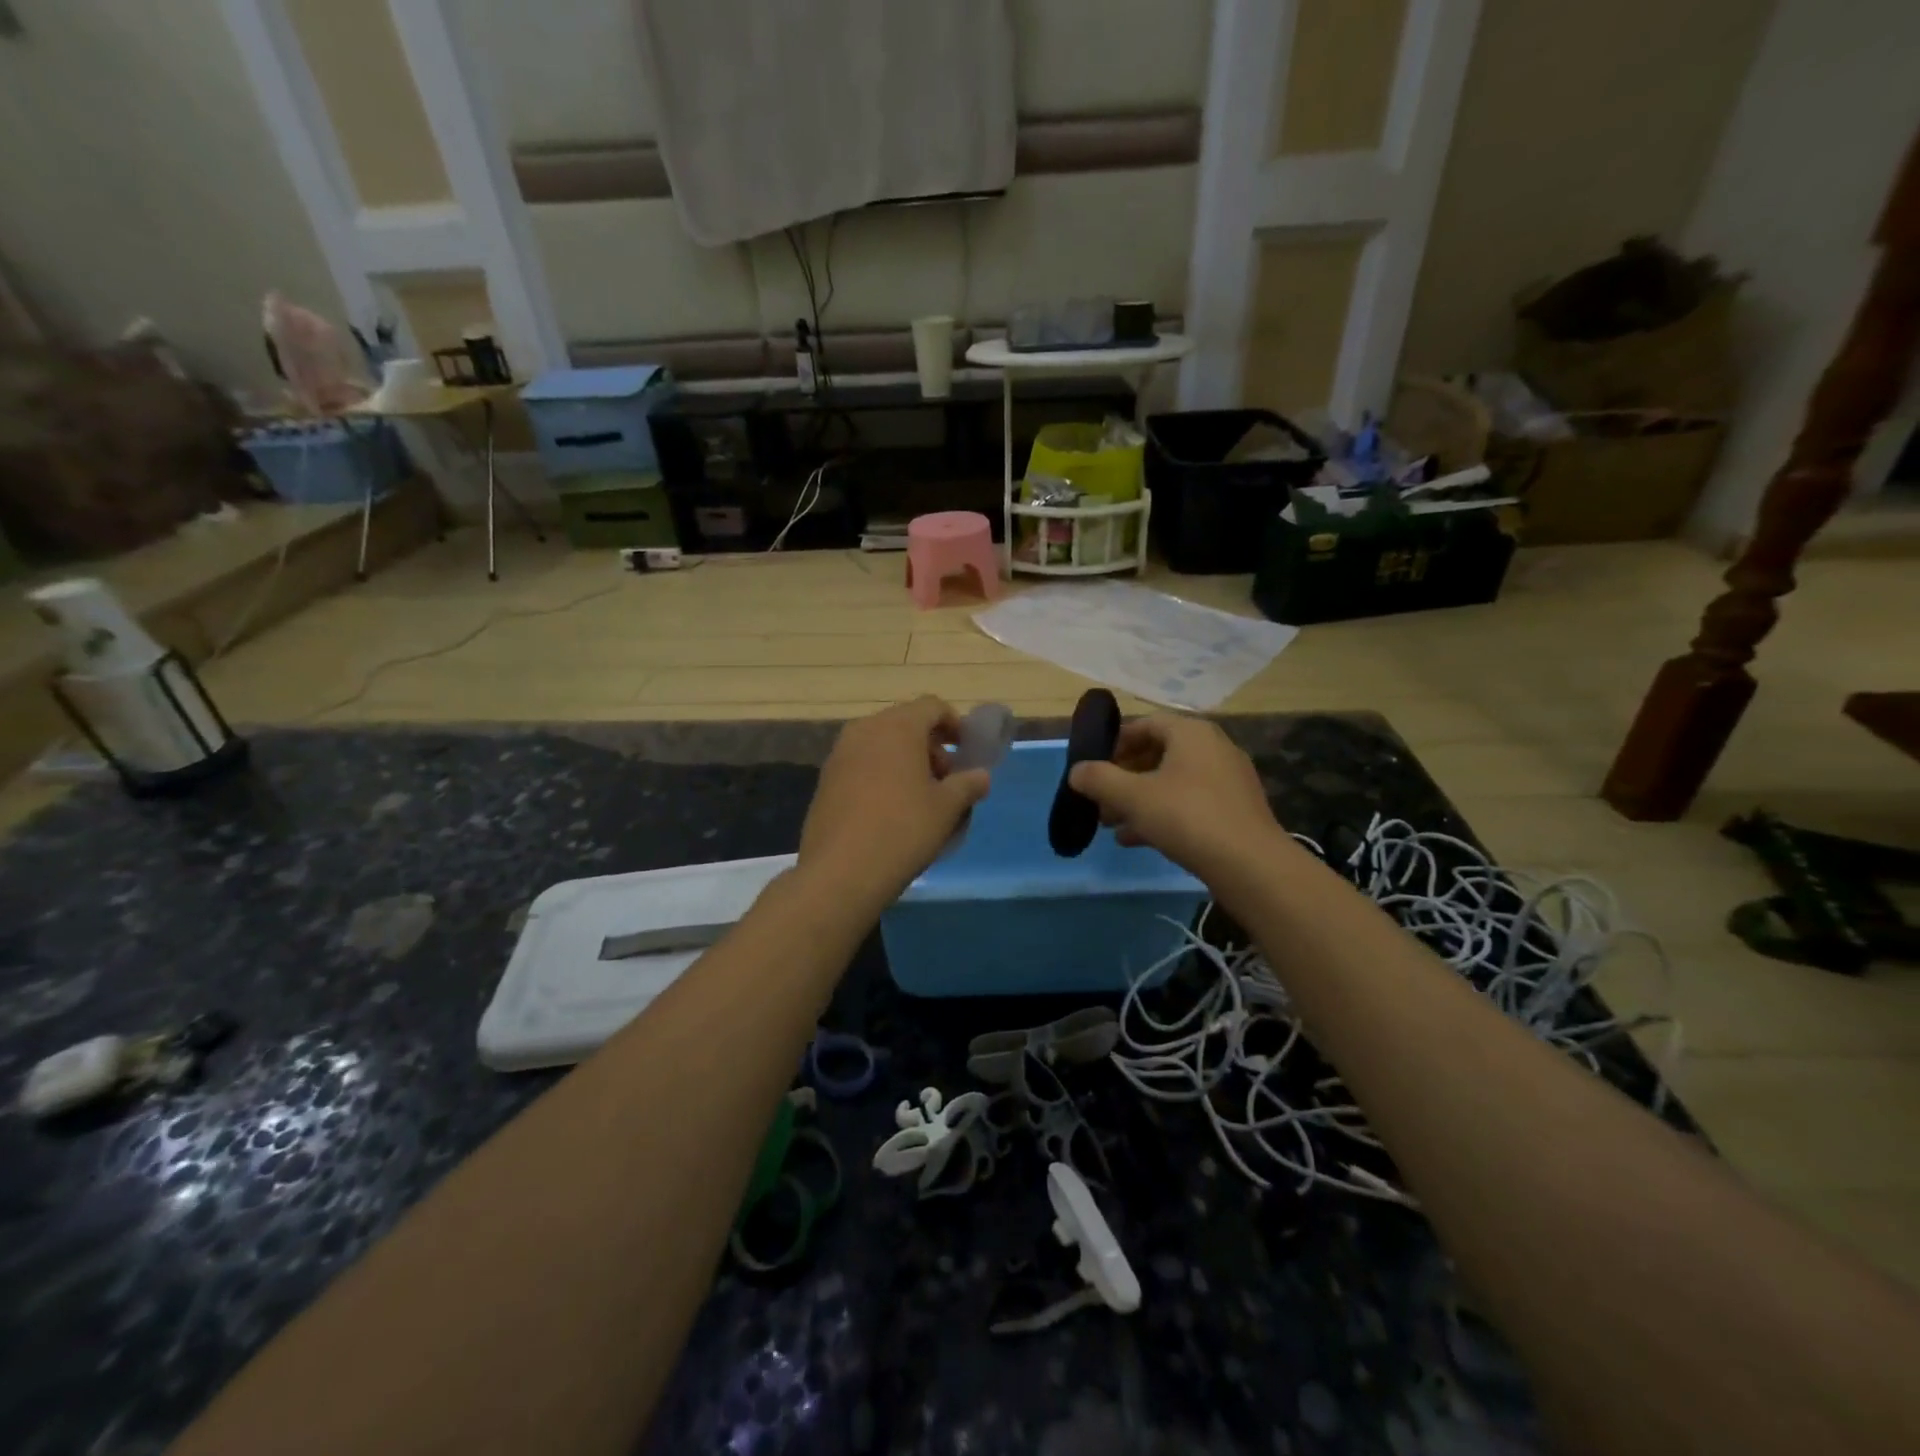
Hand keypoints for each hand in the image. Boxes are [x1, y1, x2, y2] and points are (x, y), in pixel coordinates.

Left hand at [797, 697, 991, 909]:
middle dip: (930, 746)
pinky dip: (881, 775)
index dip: (955, 724)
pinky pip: (862, 764)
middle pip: (905, 723)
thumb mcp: (947, 808)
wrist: (840, 871)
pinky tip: (890, 811)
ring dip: (905, 761)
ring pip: (881, 744)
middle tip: (946, 780)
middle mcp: (865, 730)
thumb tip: (981, 776)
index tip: (966, 752)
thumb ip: (968, 785)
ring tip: (920, 798)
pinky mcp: (825, 780)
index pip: (932, 706)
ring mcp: (840, 754)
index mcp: (897, 727)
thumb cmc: (903, 830)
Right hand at [1067, 715, 1286, 879]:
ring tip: (1111, 824)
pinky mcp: (1234, 810)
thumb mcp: (1133, 796)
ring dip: (1138, 799)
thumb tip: (1076, 771)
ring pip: (1171, 782)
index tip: (1093, 766)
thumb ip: (1099, 779)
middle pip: (1157, 754)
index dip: (1115, 743)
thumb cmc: (1187, 817)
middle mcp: (1213, 748)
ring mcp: (1227, 780)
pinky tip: (1136, 839)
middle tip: (1100, 799)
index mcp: (1191, 733)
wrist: (1250, 865)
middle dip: (1123, 777)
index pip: (1145, 724)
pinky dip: (1161, 814)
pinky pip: (1189, 803)